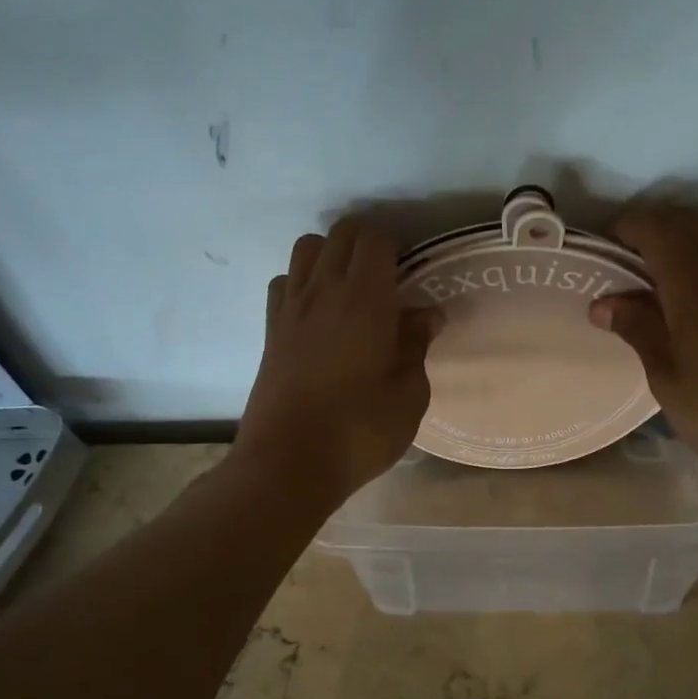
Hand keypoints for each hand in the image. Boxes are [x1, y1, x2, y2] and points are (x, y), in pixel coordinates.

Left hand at [235, 217, 440, 504]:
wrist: (288, 464)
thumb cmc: (359, 431)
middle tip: (389, 276)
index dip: (396, 244)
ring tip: (352, 288)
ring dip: (331, 254)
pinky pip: (284, 281)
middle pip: (340, 234)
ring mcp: (290, 308)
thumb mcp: (408, 394)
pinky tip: (319, 312)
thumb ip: (416, 344)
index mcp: (364, 300)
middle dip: (367, 242)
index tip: (412, 269)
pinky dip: (302, 281)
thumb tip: (426, 313)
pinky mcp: (270, 330)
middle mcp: (323, 291)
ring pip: (306, 248)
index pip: (375, 239)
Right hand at [589, 203, 697, 489]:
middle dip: (647, 228)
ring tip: (650, 273)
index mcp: (694, 283)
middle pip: (683, 219)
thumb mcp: (666, 376)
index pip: (654, 227)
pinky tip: (686, 289)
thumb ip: (636, 329)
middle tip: (620, 264)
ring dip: (678, 236)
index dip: (623, 230)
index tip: (599, 255)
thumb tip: (602, 303)